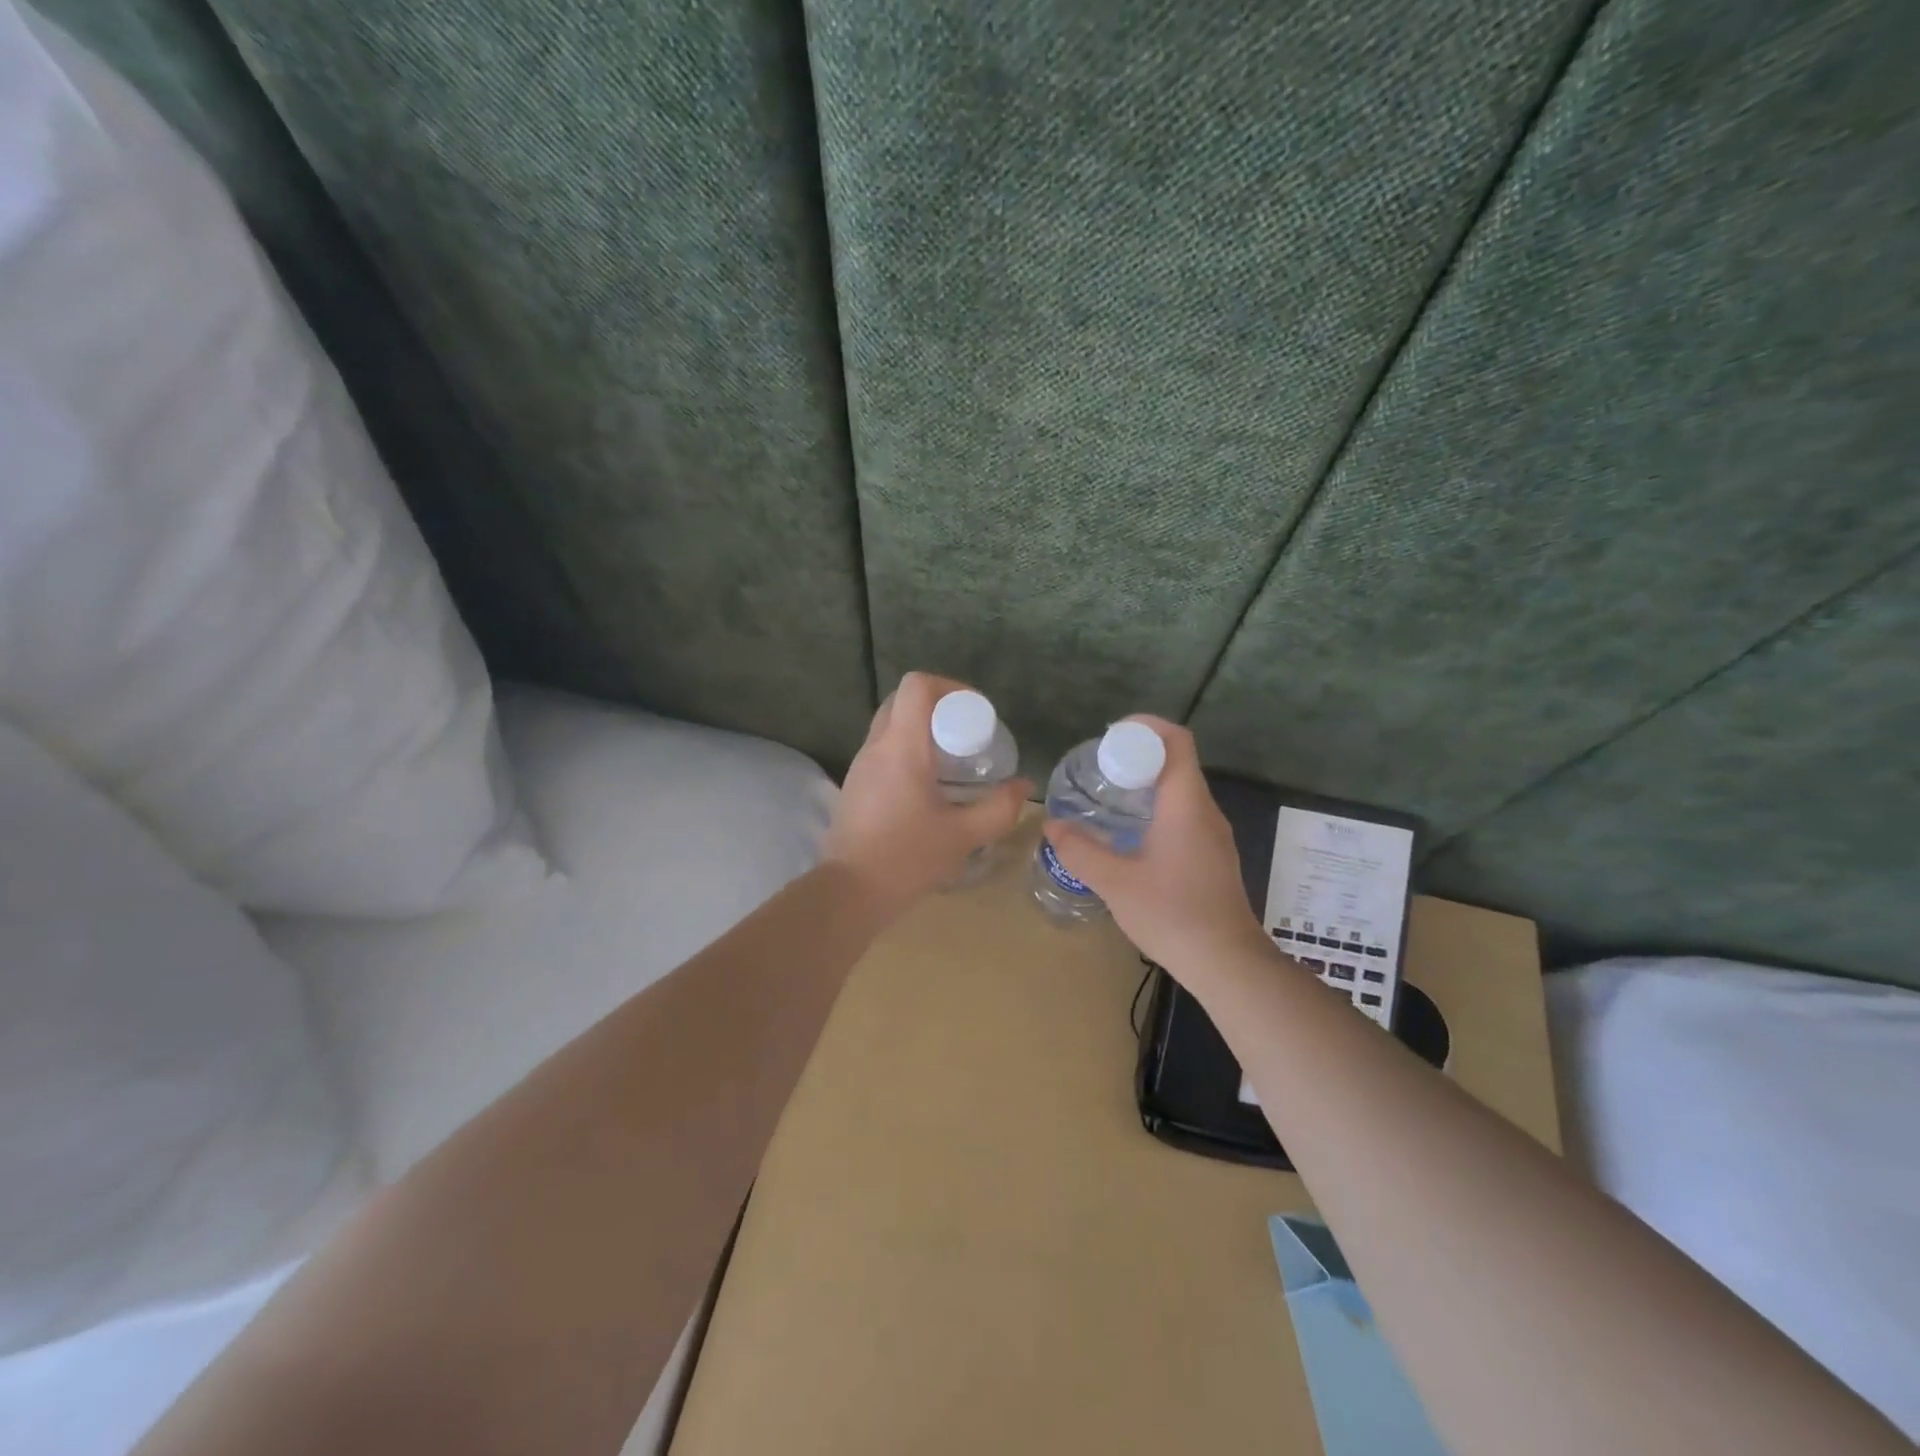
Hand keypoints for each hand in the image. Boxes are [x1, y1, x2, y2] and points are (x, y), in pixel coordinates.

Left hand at [824, 672, 1031, 918]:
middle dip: (939, 707)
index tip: (976, 713)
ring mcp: (860, 766)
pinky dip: (907, 752)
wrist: (850, 893)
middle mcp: (876, 747)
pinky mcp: (855, 786)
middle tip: (967, 736)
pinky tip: (929, 787)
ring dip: (921, 731)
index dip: (951, 687)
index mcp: (901, 747)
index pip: (917, 685)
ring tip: (953, 762)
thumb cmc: (907, 858)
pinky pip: (883, 751)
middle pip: (903, 700)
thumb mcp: (964, 835)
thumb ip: (999, 808)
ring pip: (891, 725)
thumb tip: (1024, 786)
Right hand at [1047, 717, 1267, 975]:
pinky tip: (1130, 834)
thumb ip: (1080, 850)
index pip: (1177, 741)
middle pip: (1177, 762)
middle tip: (1099, 768)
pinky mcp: (1213, 856)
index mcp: (1186, 804)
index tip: (1111, 734)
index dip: (1146, 727)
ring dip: (1147, 784)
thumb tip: (1052, 824)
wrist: (1227, 963)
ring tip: (1108, 796)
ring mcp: (1214, 835)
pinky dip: (1157, 808)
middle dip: (1138, 756)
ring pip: (1181, 790)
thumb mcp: (1115, 882)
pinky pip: (1185, 814)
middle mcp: (1205, 811)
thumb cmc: (1172, 913)